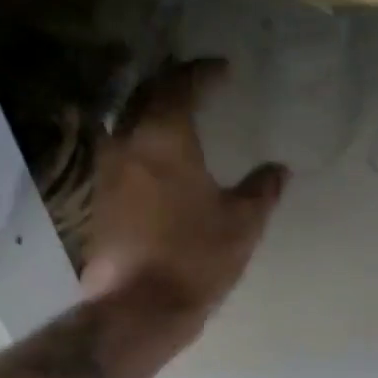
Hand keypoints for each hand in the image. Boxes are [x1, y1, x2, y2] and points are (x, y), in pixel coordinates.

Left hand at [81, 58, 288, 318]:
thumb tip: (278, 170)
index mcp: (164, 137)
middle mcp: (128, 143)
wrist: (137, 307)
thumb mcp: (242, 224)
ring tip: (174, 111)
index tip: (223, 70)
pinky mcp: (99, 198)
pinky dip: (139, 138)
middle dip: (170, 81)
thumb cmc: (194, 258)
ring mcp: (106, 170)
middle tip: (196, 80)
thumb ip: (261, 190)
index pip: (182, 85)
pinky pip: (119, 150)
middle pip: (144, 94)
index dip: (203, 73)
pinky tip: (155, 155)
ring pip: (125, 120)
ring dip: (149, 107)